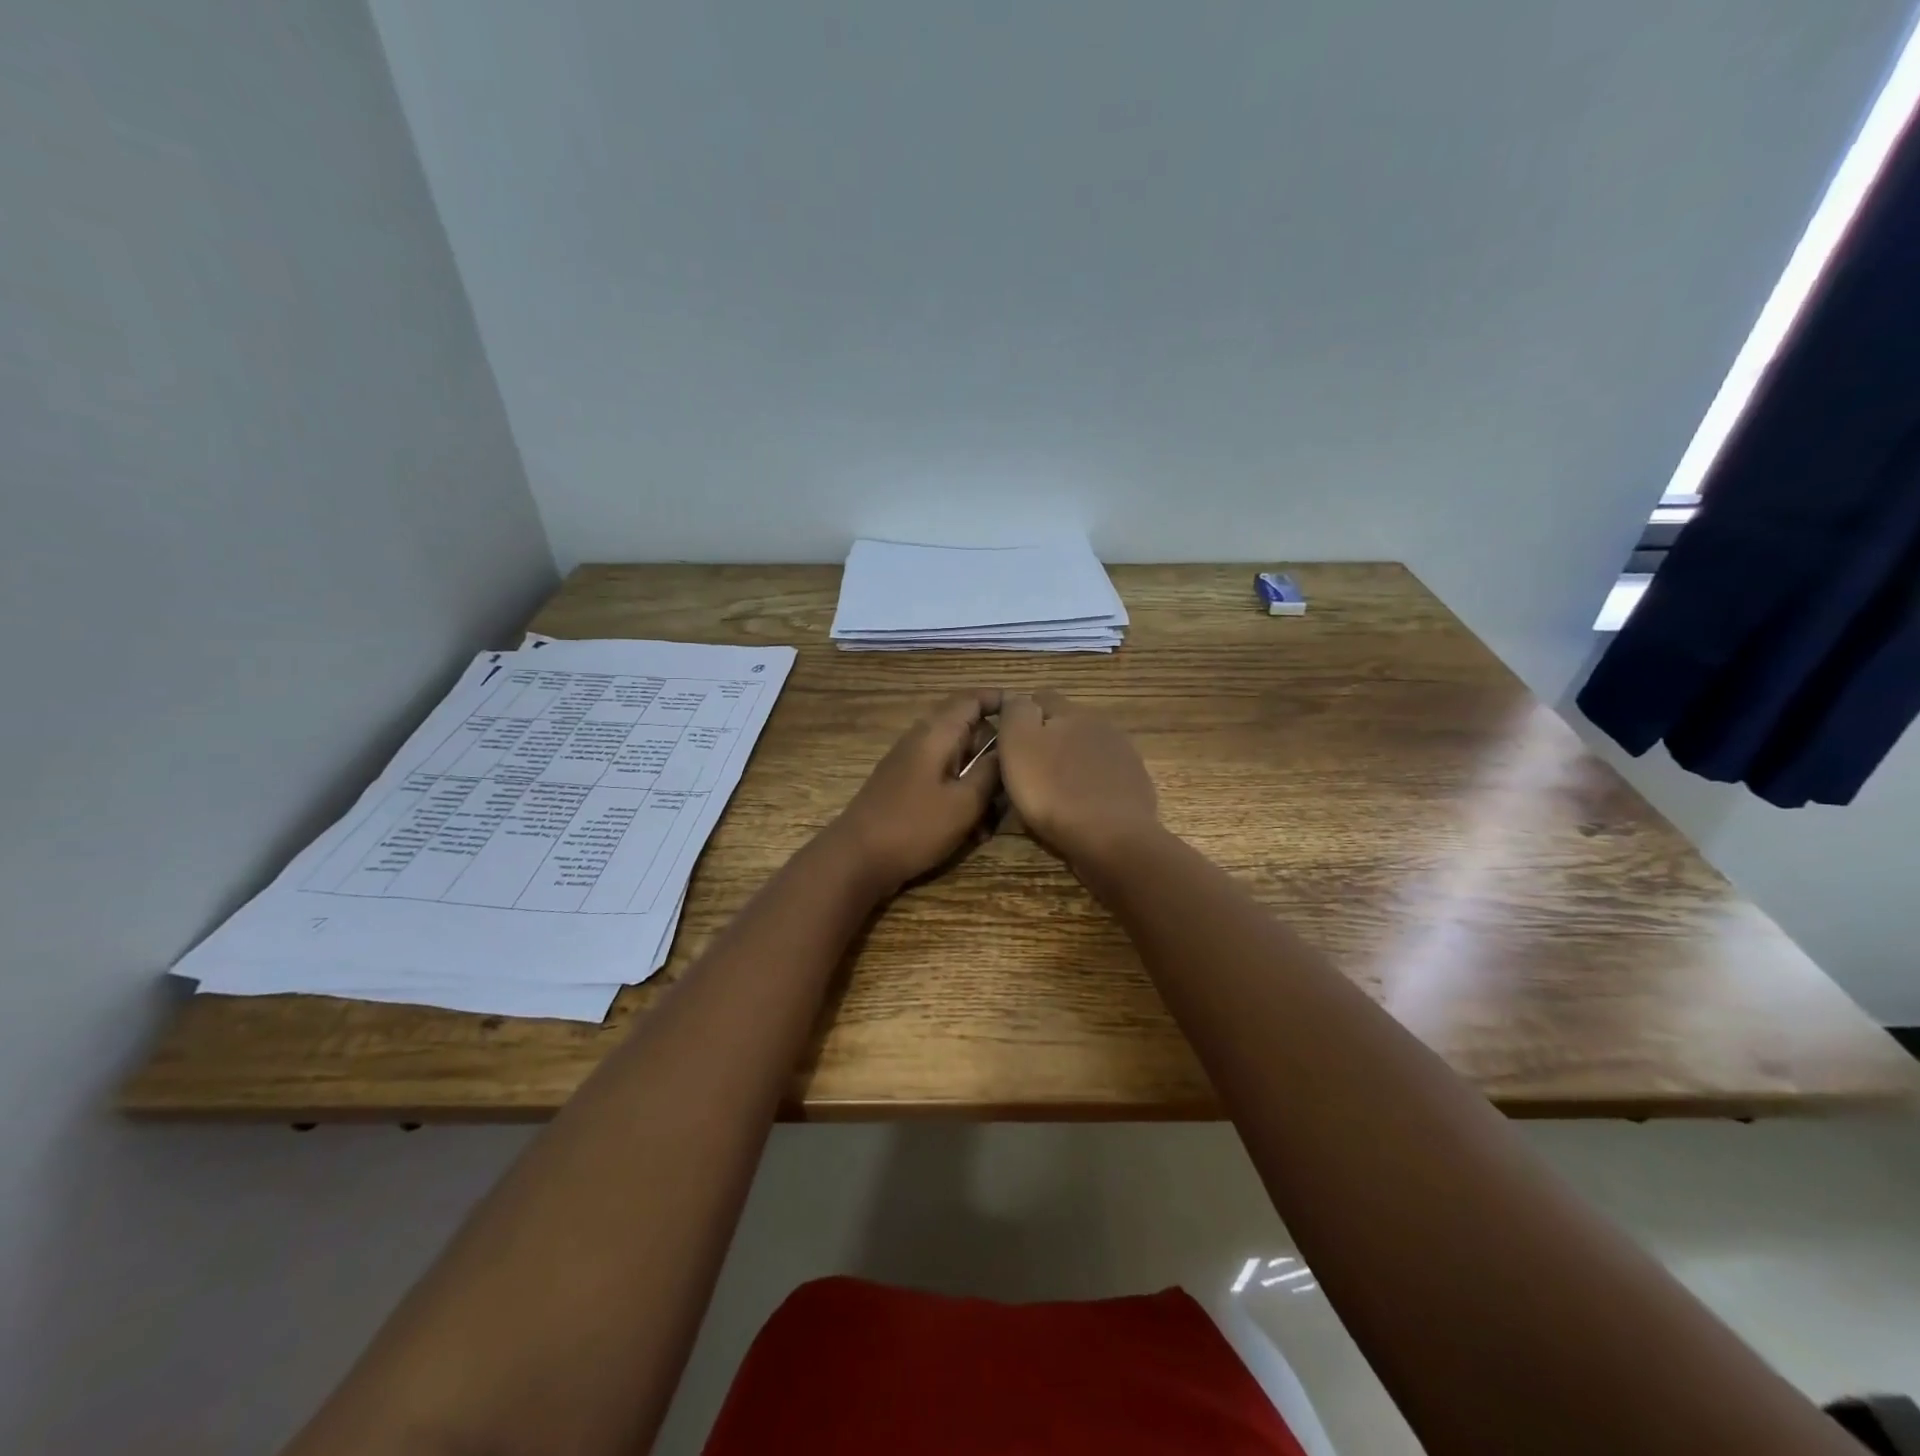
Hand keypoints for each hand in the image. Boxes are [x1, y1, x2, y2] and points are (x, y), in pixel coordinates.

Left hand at [826, 689, 1002, 894]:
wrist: (856, 859)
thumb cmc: (914, 827)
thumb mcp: (965, 802)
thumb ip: (991, 771)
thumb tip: (1009, 747)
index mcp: (936, 733)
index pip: (973, 699)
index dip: (1001, 702)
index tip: (1030, 718)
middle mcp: (922, 740)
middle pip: (969, 731)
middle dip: (995, 755)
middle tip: (1018, 781)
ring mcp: (911, 764)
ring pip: (958, 762)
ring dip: (980, 784)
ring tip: (994, 819)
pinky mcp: (905, 788)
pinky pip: (943, 782)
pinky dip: (961, 798)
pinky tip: (973, 832)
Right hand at [997, 690, 1159, 867]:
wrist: (1113, 839)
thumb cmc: (1054, 791)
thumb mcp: (1018, 744)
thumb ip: (1015, 712)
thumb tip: (1016, 699)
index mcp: (1070, 711)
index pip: (1039, 698)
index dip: (1020, 717)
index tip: (1007, 745)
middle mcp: (1100, 725)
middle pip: (1065, 724)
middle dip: (1047, 740)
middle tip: (1027, 772)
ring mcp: (1122, 755)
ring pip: (1085, 750)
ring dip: (1069, 763)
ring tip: (1053, 793)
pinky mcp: (1134, 784)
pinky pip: (1103, 777)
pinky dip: (1089, 786)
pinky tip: (1080, 807)